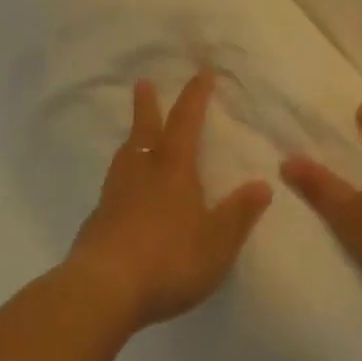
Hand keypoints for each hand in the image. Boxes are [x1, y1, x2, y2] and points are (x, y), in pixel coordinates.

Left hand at [67, 68, 272, 331]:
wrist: (104, 288)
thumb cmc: (168, 259)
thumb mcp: (217, 242)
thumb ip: (239, 214)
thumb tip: (263, 184)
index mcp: (173, 169)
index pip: (186, 122)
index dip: (195, 96)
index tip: (201, 72)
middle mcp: (142, 171)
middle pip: (145, 129)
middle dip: (147, 105)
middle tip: (143, 82)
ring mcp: (115, 194)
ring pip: (125, 155)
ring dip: (132, 138)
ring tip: (134, 134)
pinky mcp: (98, 219)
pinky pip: (113, 185)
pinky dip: (122, 176)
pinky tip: (122, 191)